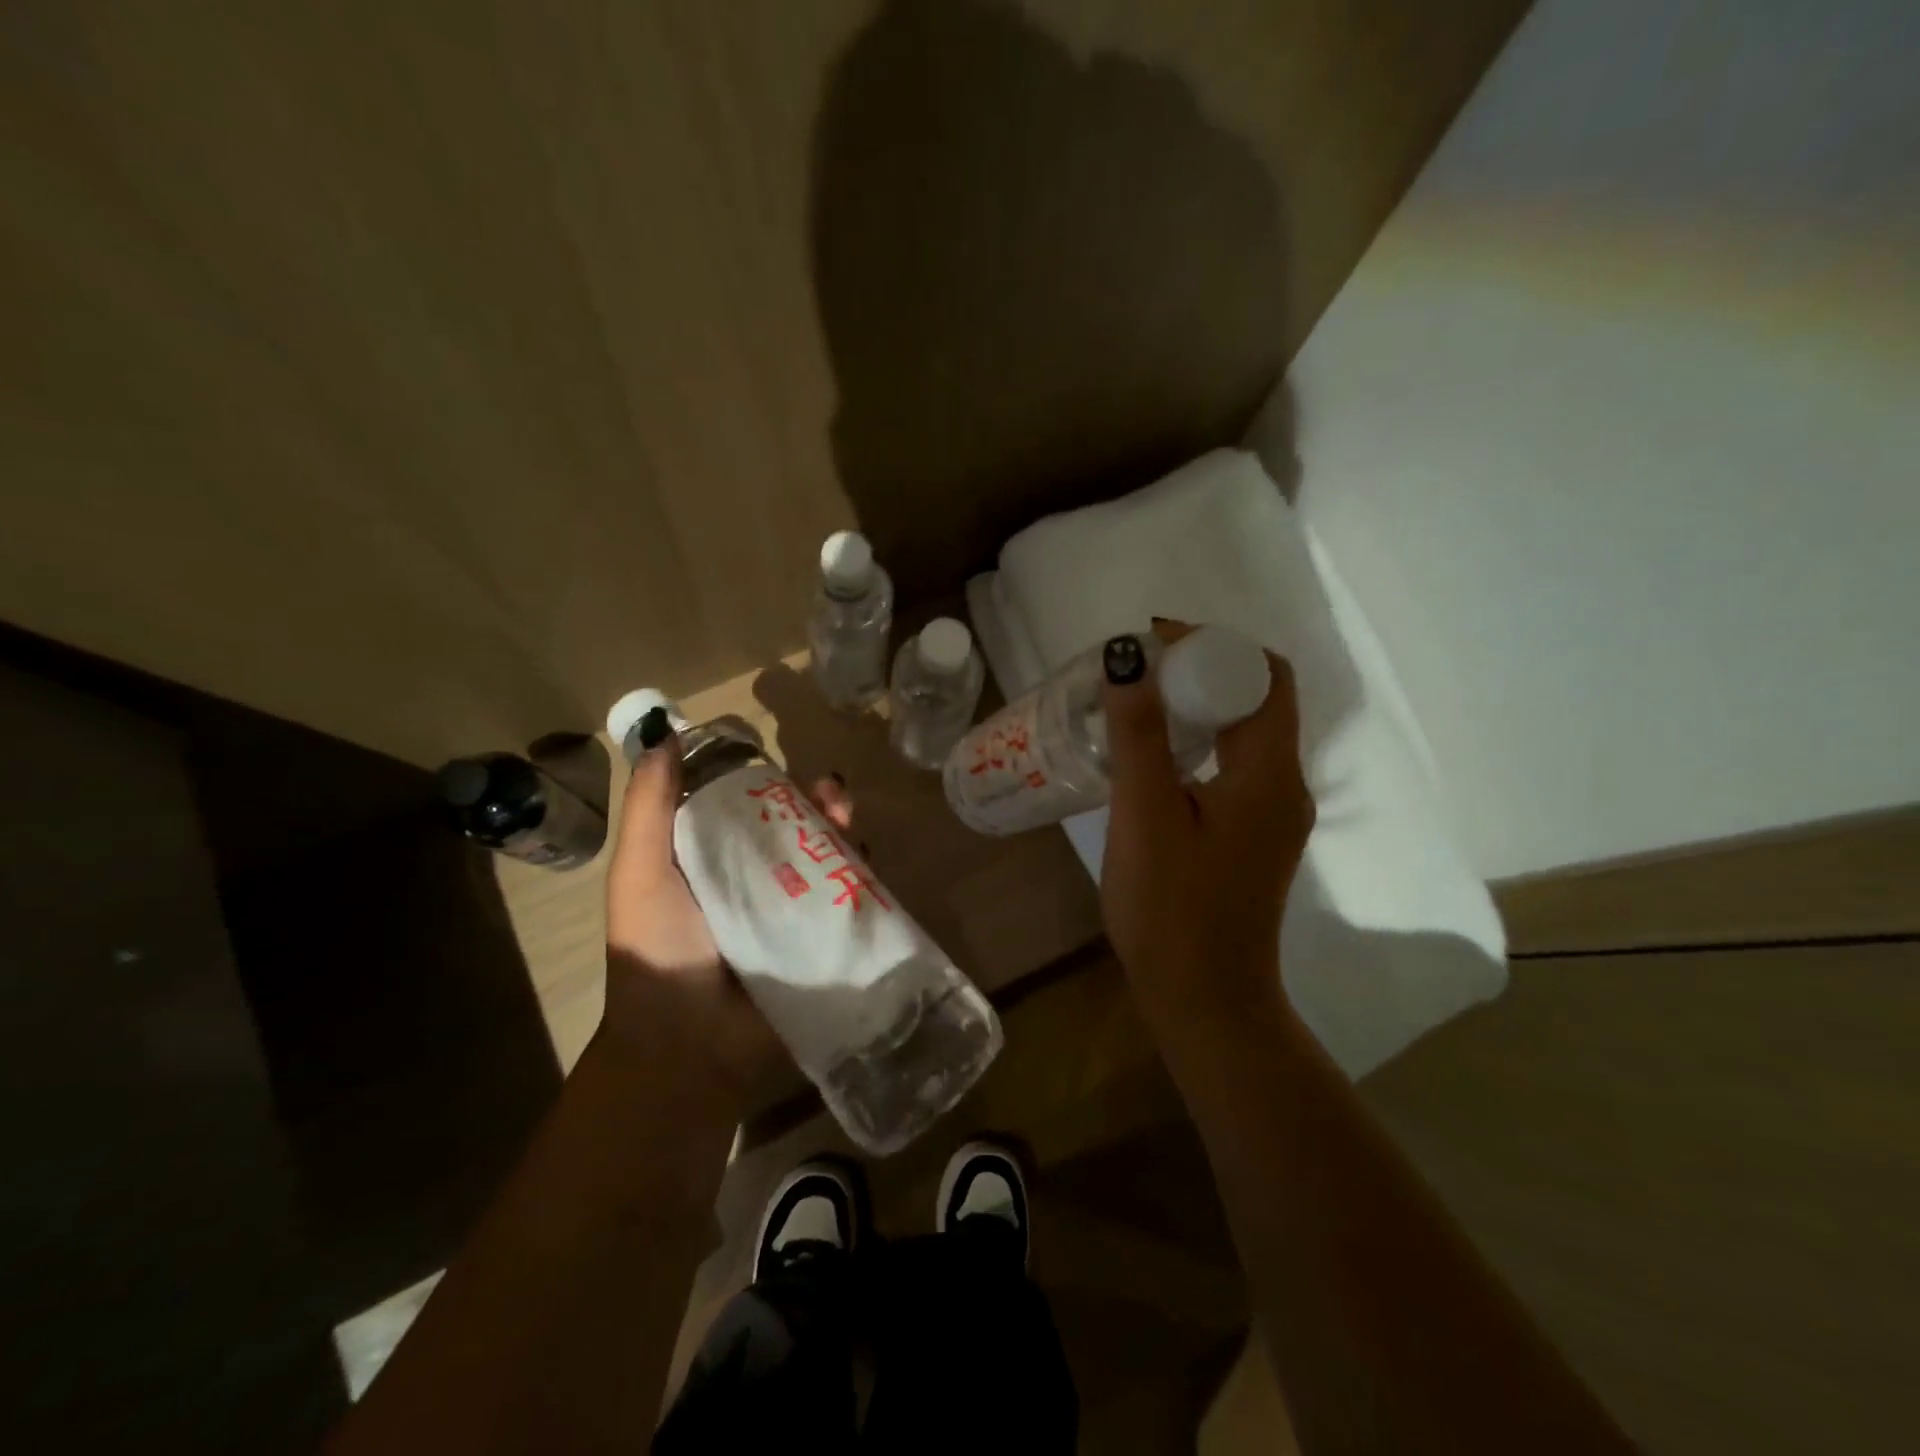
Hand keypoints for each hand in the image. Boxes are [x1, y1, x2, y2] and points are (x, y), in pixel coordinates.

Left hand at [600, 721, 853, 1111]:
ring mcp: (798, 916)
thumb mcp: (640, 871)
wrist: (685, 1047)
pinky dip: (865, 881)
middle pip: (802, 831)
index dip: (774, 784)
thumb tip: (663, 735)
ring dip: (848, 836)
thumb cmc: (655, 950)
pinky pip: (853, 905)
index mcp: (719, 863)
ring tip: (852, 826)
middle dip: (822, 806)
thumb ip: (650, 807)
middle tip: (834, 795)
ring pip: (833, 862)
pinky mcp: (826, 945)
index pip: (754, 810)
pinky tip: (869, 865)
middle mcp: (763, 883)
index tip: (788, 768)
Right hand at [1099, 629, 1314, 1043]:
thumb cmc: (1172, 910)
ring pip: (1244, 733)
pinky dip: (1199, 742)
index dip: (1212, 644)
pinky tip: (1153, 757)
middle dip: (1202, 670)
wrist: (1204, 1000)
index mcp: (1269, 773)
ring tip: (1138, 705)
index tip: (1153, 643)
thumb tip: (1130, 659)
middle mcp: (1284, 785)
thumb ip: (1140, 735)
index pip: (1263, 675)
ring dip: (1199, 706)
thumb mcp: (1145, 816)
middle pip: (1258, 699)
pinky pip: (1234, 765)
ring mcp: (1273, 814)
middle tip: (1138, 673)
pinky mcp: (1254, 835)